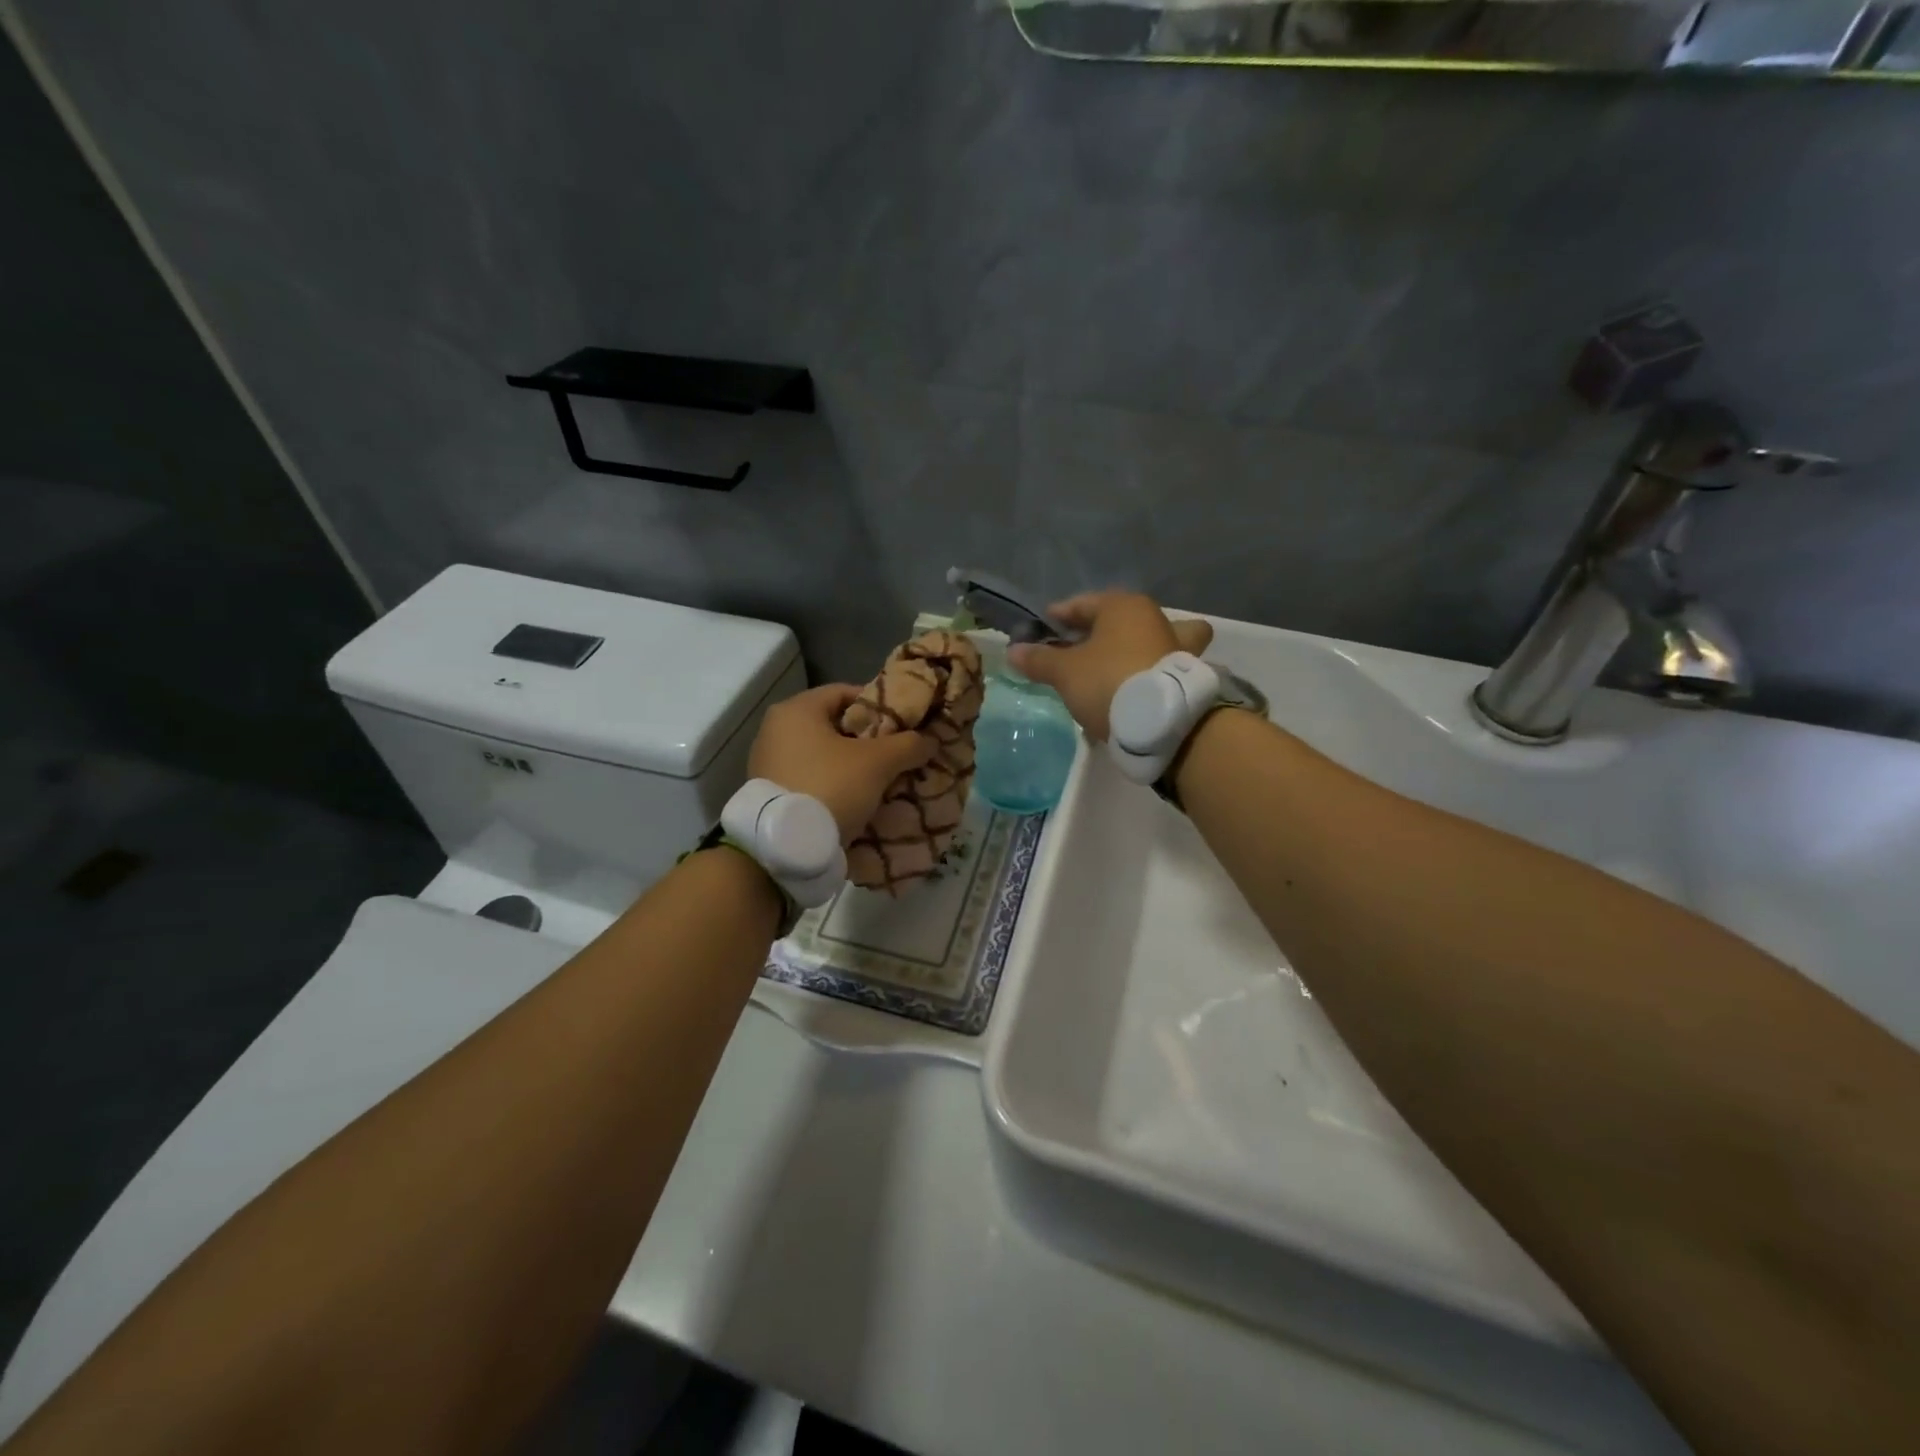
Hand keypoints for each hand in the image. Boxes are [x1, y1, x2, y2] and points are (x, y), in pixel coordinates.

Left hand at [748, 684, 938, 844]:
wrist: (785, 847)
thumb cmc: (830, 786)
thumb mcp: (877, 763)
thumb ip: (907, 745)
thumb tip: (929, 739)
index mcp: (796, 709)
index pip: (845, 692)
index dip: (877, 705)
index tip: (901, 724)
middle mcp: (775, 729)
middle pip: (833, 725)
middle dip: (867, 739)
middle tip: (896, 754)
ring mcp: (767, 762)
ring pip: (822, 755)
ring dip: (851, 765)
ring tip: (881, 780)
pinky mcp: (769, 793)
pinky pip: (810, 778)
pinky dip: (833, 784)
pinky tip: (856, 800)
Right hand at [1008, 592, 1213, 741]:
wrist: (1162, 722)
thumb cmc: (1108, 681)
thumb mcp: (1064, 671)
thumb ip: (1039, 659)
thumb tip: (1013, 651)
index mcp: (1124, 606)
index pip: (1082, 604)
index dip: (1058, 616)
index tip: (1041, 631)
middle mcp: (1154, 618)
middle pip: (1118, 620)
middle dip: (1097, 632)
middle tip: (1073, 652)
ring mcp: (1175, 646)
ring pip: (1148, 639)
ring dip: (1131, 650)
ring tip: (1110, 670)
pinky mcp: (1185, 675)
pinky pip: (1157, 666)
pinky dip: (1144, 673)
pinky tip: (1128, 692)